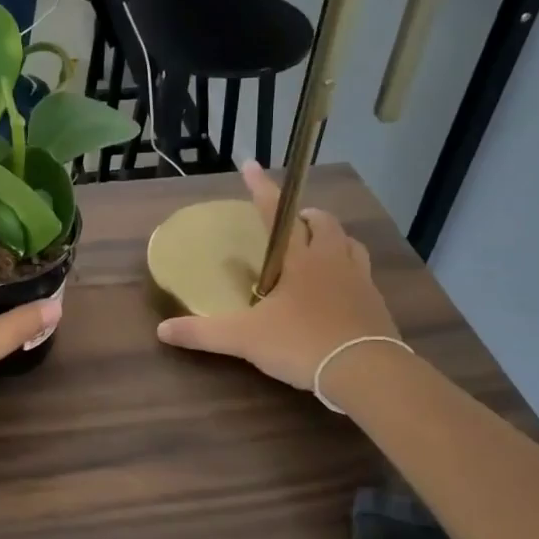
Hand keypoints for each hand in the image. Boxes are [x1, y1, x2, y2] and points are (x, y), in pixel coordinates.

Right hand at [156, 161, 399, 390]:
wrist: (365, 372)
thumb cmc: (302, 343)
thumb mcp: (244, 339)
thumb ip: (203, 333)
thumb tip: (162, 331)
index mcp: (300, 258)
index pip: (276, 213)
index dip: (261, 188)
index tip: (249, 166)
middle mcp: (331, 260)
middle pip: (322, 222)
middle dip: (304, 216)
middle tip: (290, 225)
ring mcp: (359, 280)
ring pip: (348, 244)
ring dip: (331, 239)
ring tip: (316, 250)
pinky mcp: (376, 303)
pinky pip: (362, 273)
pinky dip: (347, 270)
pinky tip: (337, 290)